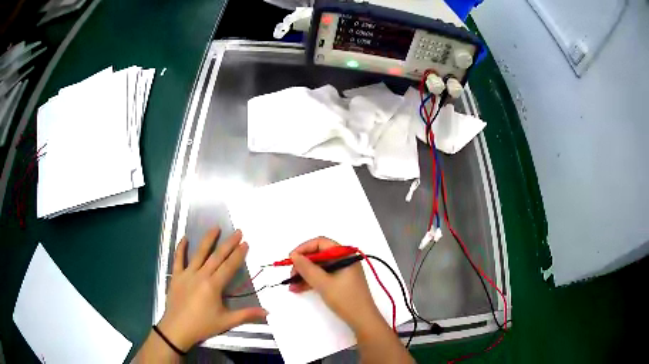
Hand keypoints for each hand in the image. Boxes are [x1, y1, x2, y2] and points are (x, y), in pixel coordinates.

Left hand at [157, 227, 266, 350]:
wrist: (177, 329)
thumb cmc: (203, 325)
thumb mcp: (227, 321)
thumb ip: (246, 315)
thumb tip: (267, 312)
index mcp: (213, 285)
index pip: (229, 266)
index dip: (238, 254)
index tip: (246, 243)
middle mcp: (201, 275)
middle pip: (217, 256)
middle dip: (229, 243)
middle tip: (238, 232)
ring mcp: (187, 274)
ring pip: (199, 253)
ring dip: (208, 240)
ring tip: (216, 228)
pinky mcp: (176, 276)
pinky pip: (178, 259)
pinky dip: (181, 248)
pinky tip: (185, 238)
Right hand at [289, 237, 383, 332]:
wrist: (362, 320)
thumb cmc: (345, 299)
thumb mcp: (323, 283)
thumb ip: (307, 268)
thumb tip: (294, 255)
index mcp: (344, 255)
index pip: (321, 243)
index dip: (304, 249)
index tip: (291, 259)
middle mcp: (344, 259)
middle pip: (319, 255)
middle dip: (303, 265)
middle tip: (290, 276)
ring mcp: (343, 271)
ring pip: (319, 267)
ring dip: (304, 275)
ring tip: (291, 286)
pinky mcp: (341, 282)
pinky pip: (323, 276)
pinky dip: (311, 281)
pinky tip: (299, 289)